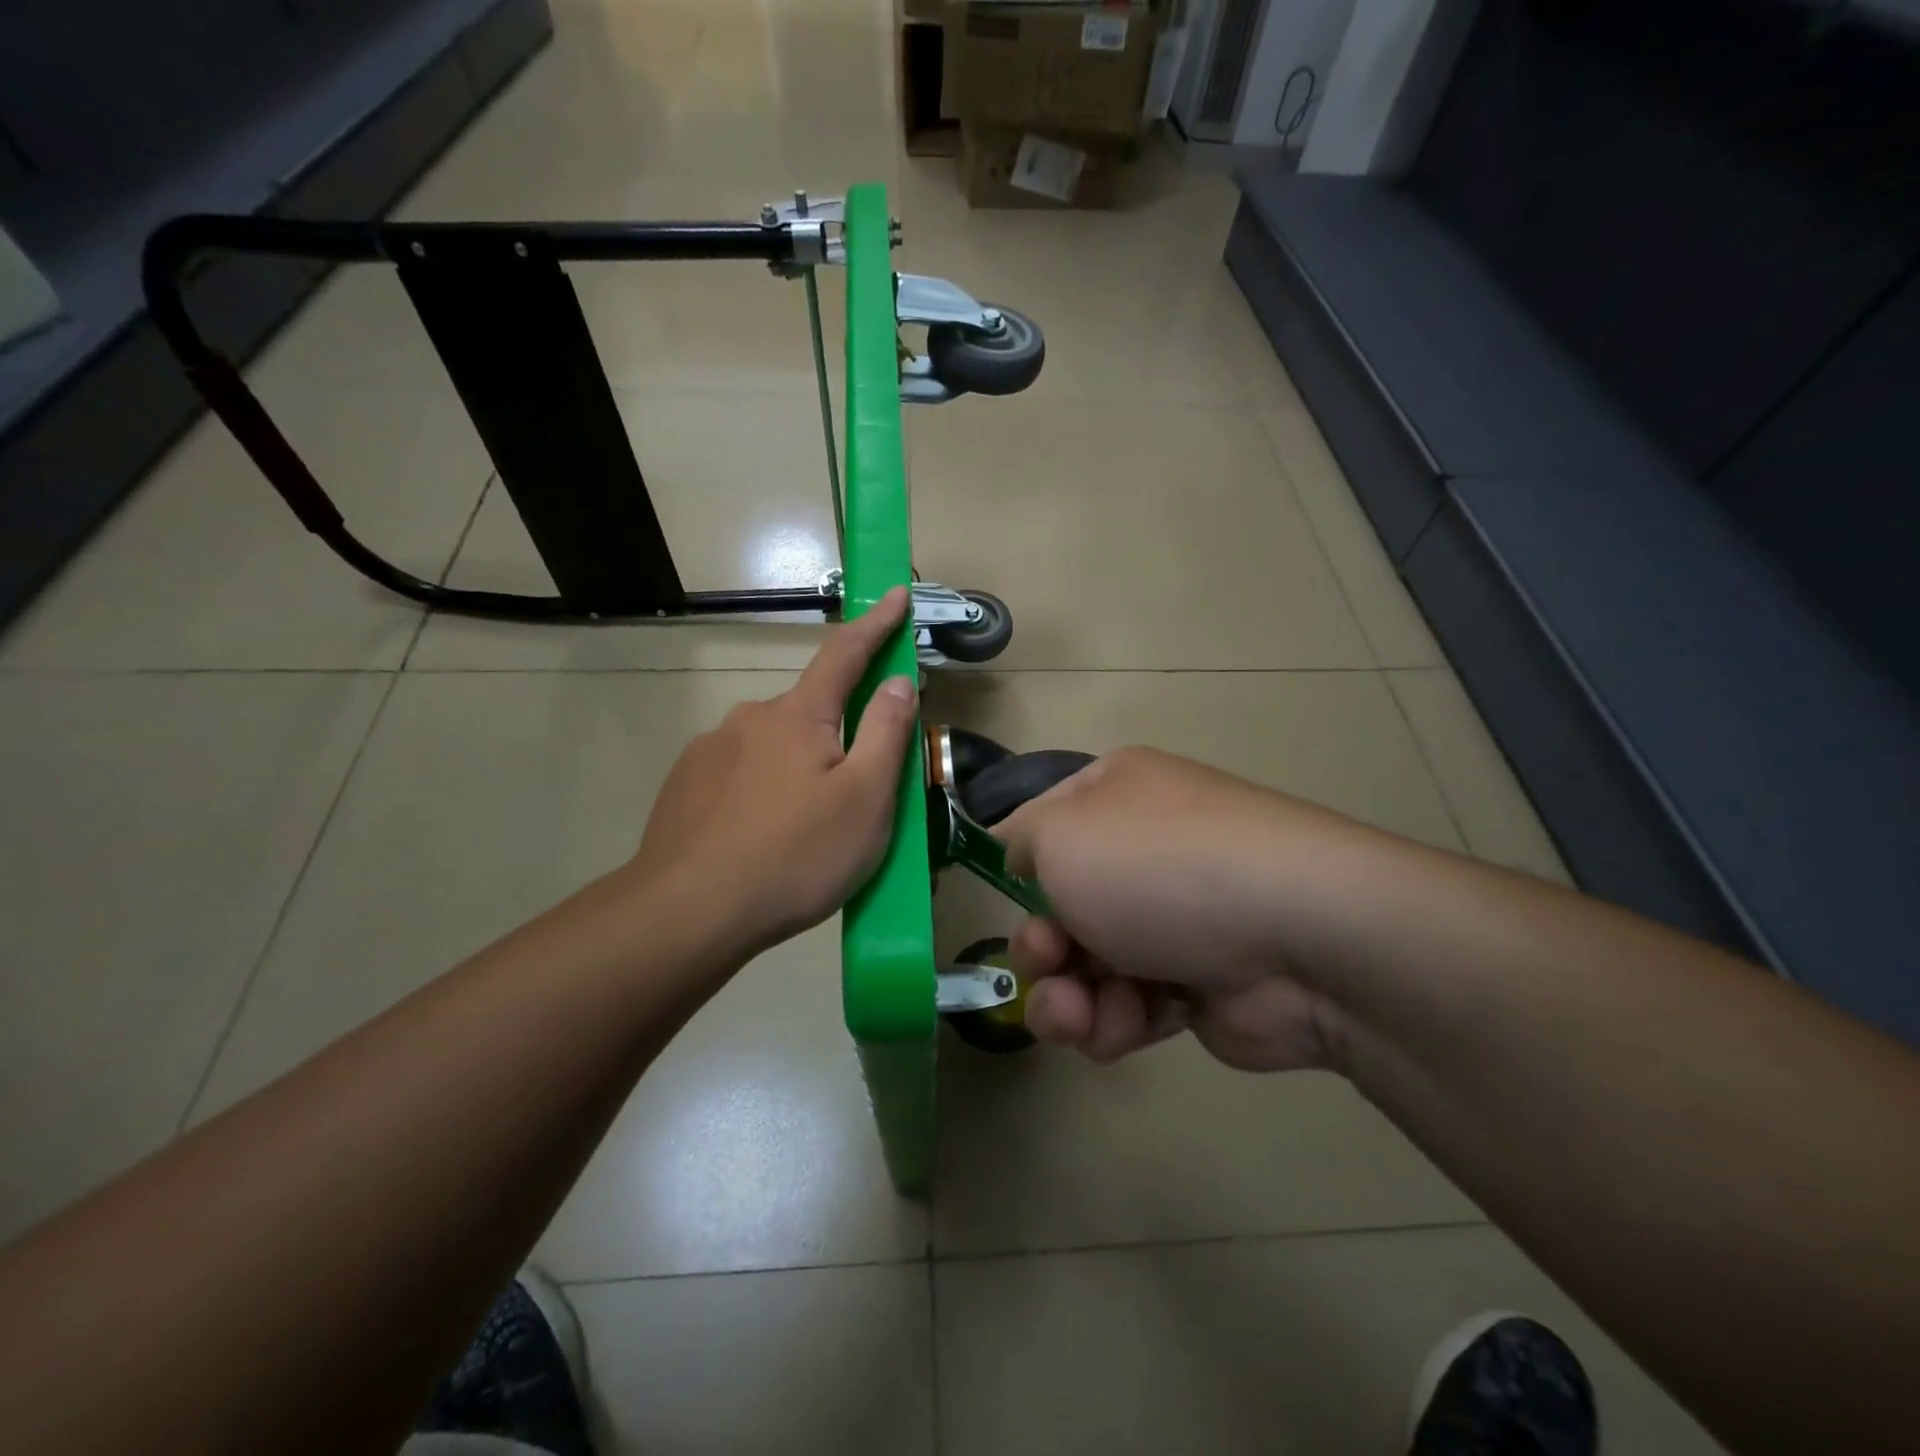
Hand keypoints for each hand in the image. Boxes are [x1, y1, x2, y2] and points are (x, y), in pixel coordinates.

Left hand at [631, 586, 918, 958]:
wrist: (688, 913)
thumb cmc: (795, 855)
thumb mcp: (864, 799)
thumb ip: (885, 734)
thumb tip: (897, 681)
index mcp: (798, 716)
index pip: (845, 654)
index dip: (876, 623)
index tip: (896, 593)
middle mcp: (750, 718)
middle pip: (809, 710)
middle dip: (837, 733)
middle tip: (855, 791)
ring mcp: (710, 751)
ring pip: (773, 747)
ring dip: (798, 769)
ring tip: (806, 830)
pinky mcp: (685, 786)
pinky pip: (739, 775)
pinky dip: (763, 791)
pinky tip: (762, 837)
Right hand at [996, 747, 1348, 1072]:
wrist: (1295, 938)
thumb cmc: (1158, 868)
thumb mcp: (1062, 835)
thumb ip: (1020, 840)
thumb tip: (1020, 856)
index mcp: (1113, 797)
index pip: (1041, 825)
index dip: (1016, 866)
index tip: (1002, 899)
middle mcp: (1143, 851)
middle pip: (1059, 906)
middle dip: (1039, 946)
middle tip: (1048, 962)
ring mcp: (1172, 919)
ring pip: (1086, 966)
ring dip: (1067, 998)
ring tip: (1079, 1015)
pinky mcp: (1195, 984)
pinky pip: (1128, 1006)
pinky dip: (1115, 1022)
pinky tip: (1124, 1026)